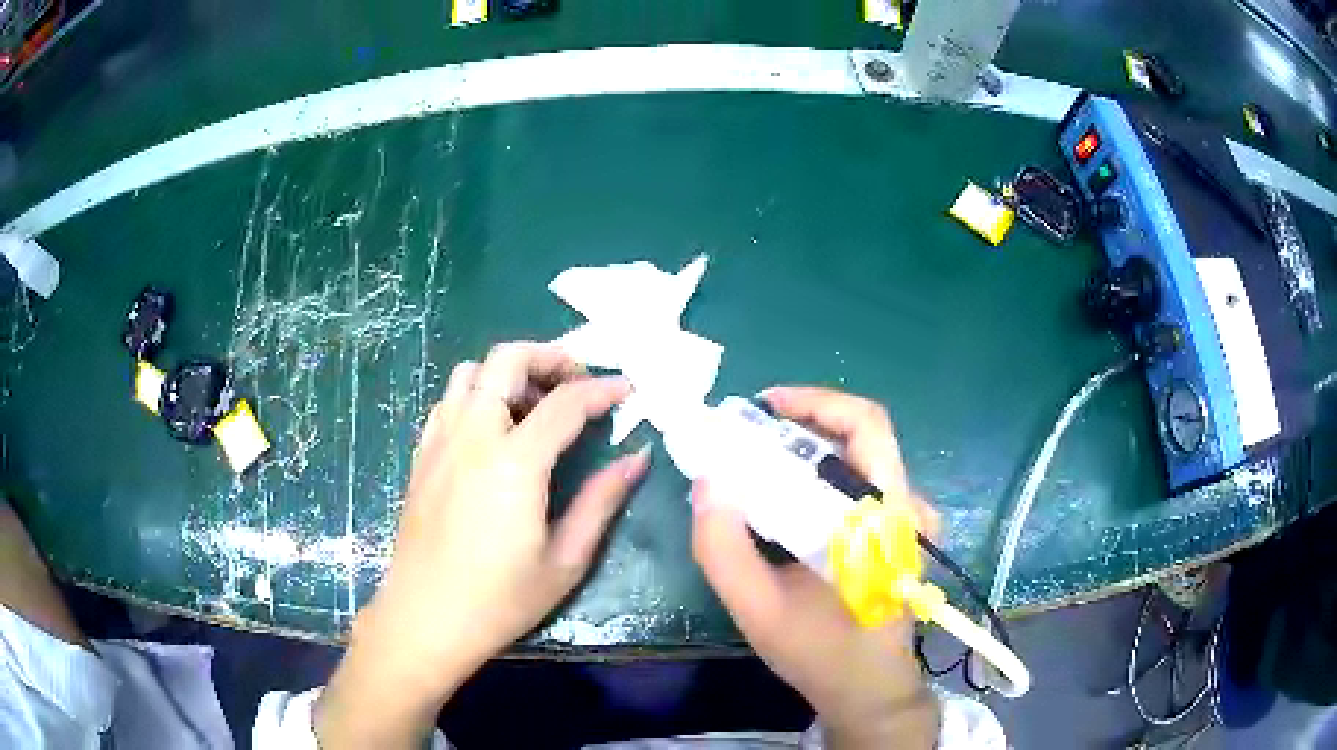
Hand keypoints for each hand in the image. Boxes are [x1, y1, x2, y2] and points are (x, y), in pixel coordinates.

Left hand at [316, 341, 648, 747]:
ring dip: (509, 374)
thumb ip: (602, 500)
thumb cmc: (500, 599)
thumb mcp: (565, 559)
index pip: (566, 401)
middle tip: (577, 382)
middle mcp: (472, 436)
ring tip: (536, 407)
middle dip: (550, 357)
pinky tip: (494, 433)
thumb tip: (637, 457)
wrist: (426, 619)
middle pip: (507, 359)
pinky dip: (477, 396)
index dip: (602, 390)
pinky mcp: (421, 456)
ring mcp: (439, 442)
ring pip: (470, 372)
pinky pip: (448, 402)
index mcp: (513, 462)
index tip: (626, 390)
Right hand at [691, 386, 939, 749]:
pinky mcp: (902, 529)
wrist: (869, 689)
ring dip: (810, 444)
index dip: (815, 402)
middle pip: (864, 431)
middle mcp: (908, 506)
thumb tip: (706, 482)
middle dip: (805, 420)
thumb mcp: (757, 610)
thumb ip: (723, 548)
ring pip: (861, 454)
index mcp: (885, 519)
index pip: (867, 427)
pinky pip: (861, 480)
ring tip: (759, 459)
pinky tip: (787, 493)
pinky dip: (821, 471)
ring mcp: (910, 517)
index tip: (762, 406)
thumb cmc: (820, 653)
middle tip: (751, 432)